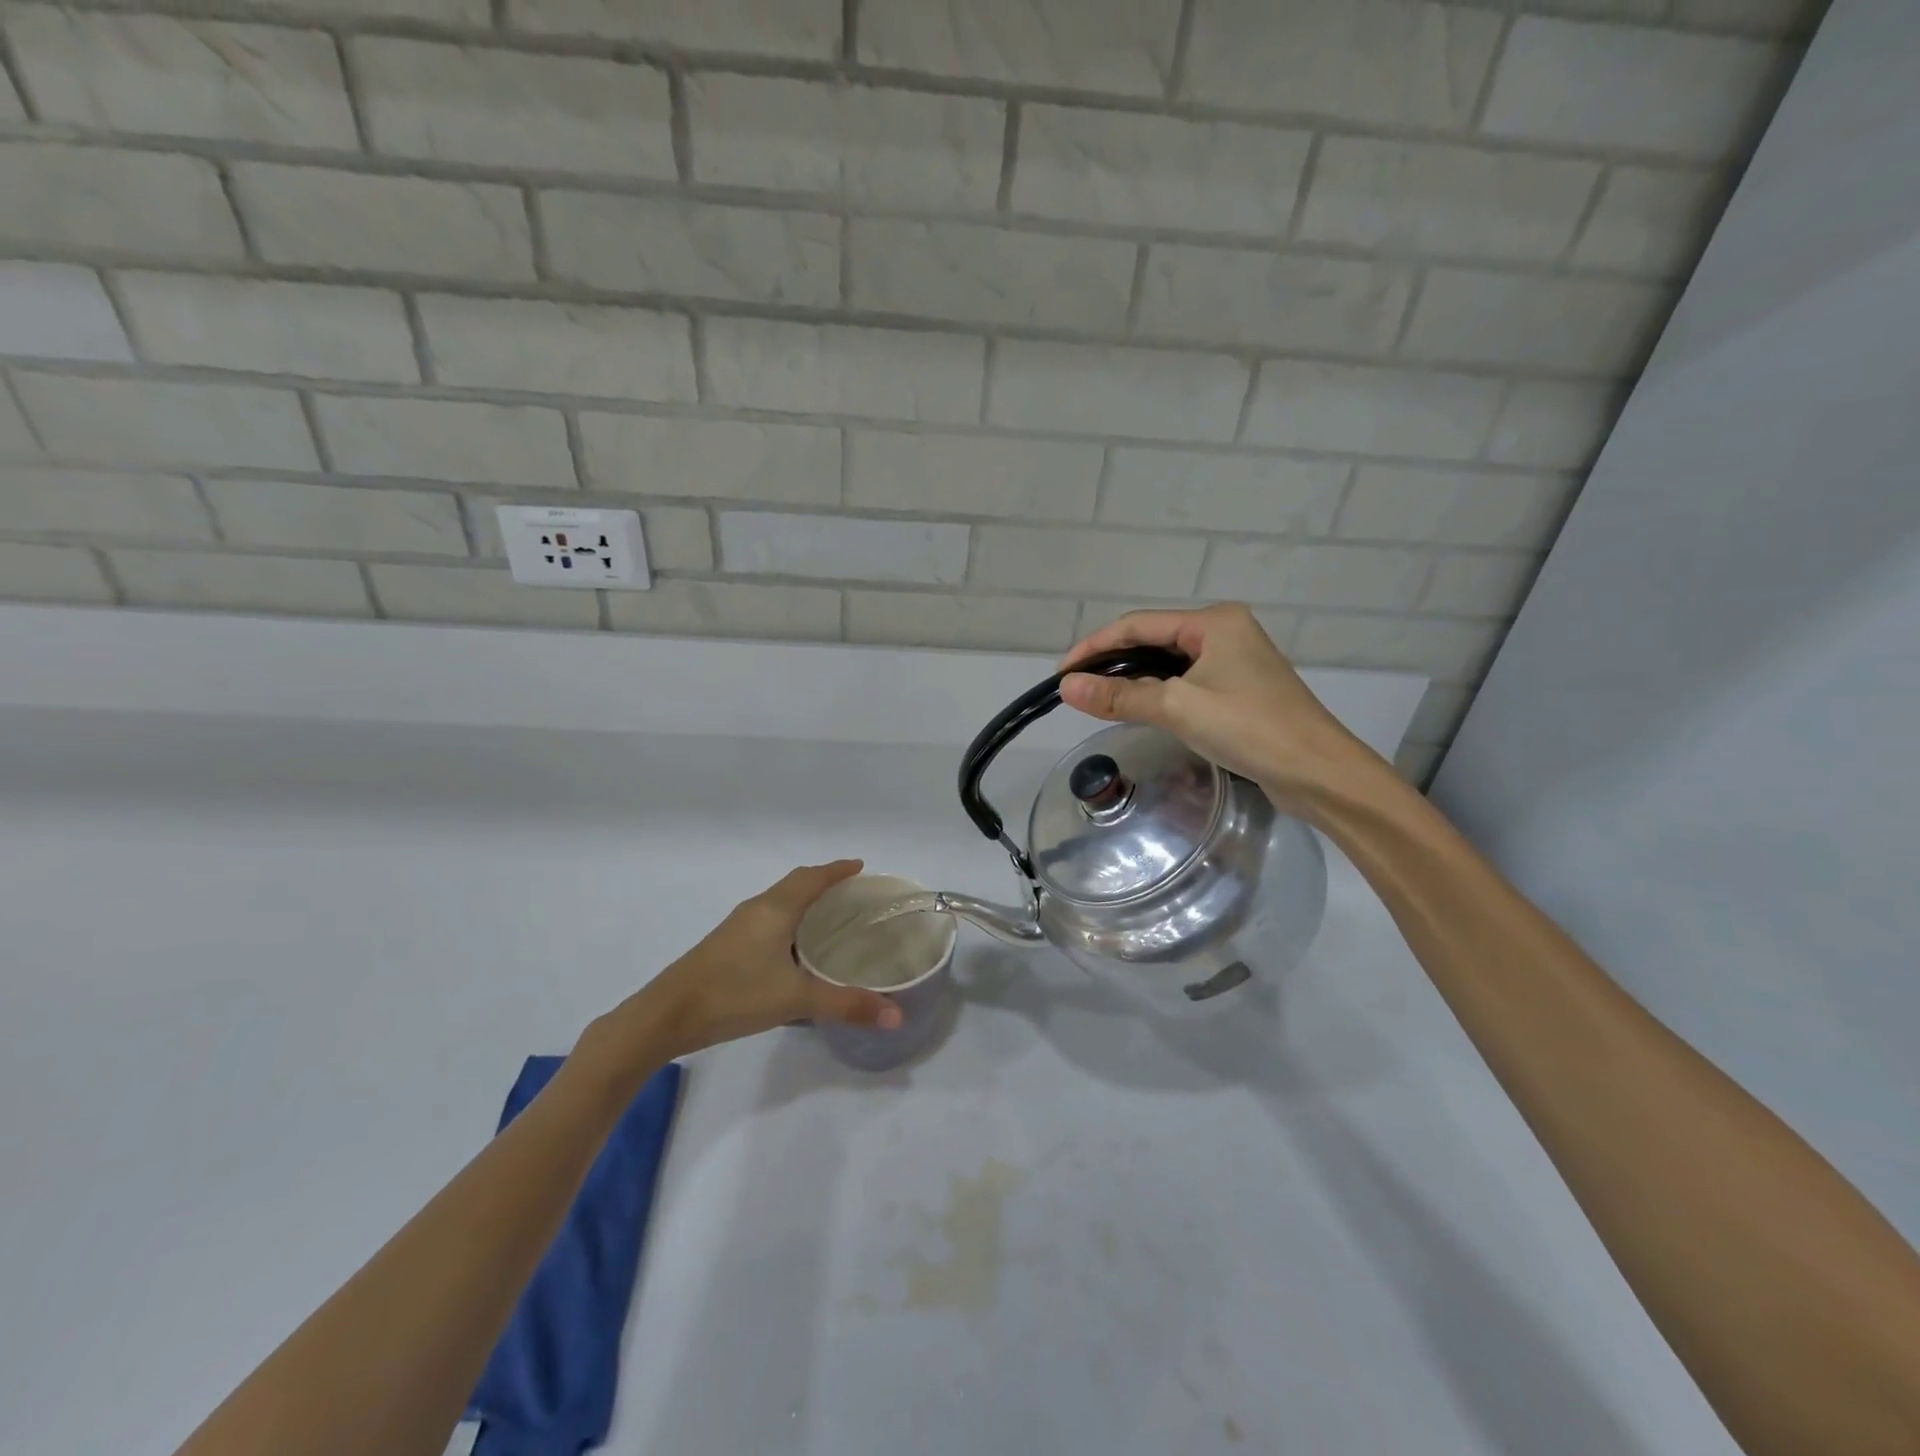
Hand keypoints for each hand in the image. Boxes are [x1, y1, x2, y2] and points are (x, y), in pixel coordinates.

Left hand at [590, 860, 904, 1064]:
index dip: (837, 870)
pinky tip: (793, 948)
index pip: (812, 877)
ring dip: (803, 901)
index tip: (861, 866)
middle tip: (852, 892)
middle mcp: (756, 909)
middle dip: (823, 882)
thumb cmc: (734, 995)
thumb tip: (897, 1014)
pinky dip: (787, 920)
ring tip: (829, 916)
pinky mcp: (725, 945)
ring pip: (777, 902)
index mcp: (775, 909)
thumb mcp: (796, 1000)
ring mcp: (736, 927)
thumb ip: (847, 1005)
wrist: (665, 1016)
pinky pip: (766, 919)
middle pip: (794, 884)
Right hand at [1059, 604, 1385, 814]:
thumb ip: (1120, 696)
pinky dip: (1157, 694)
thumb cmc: (1250, 728)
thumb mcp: (1178, 708)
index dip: (1095, 646)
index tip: (1062, 673)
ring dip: (1134, 679)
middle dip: (1113, 661)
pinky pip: (1186, 683)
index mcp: (1214, 622)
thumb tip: (1068, 687)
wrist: (1319, 772)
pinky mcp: (1240, 690)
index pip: (1138, 625)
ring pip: (1168, 664)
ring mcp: (1235, 662)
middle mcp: (1225, 632)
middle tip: (1077, 688)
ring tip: (1099, 699)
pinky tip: (1140, 709)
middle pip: (1153, 640)